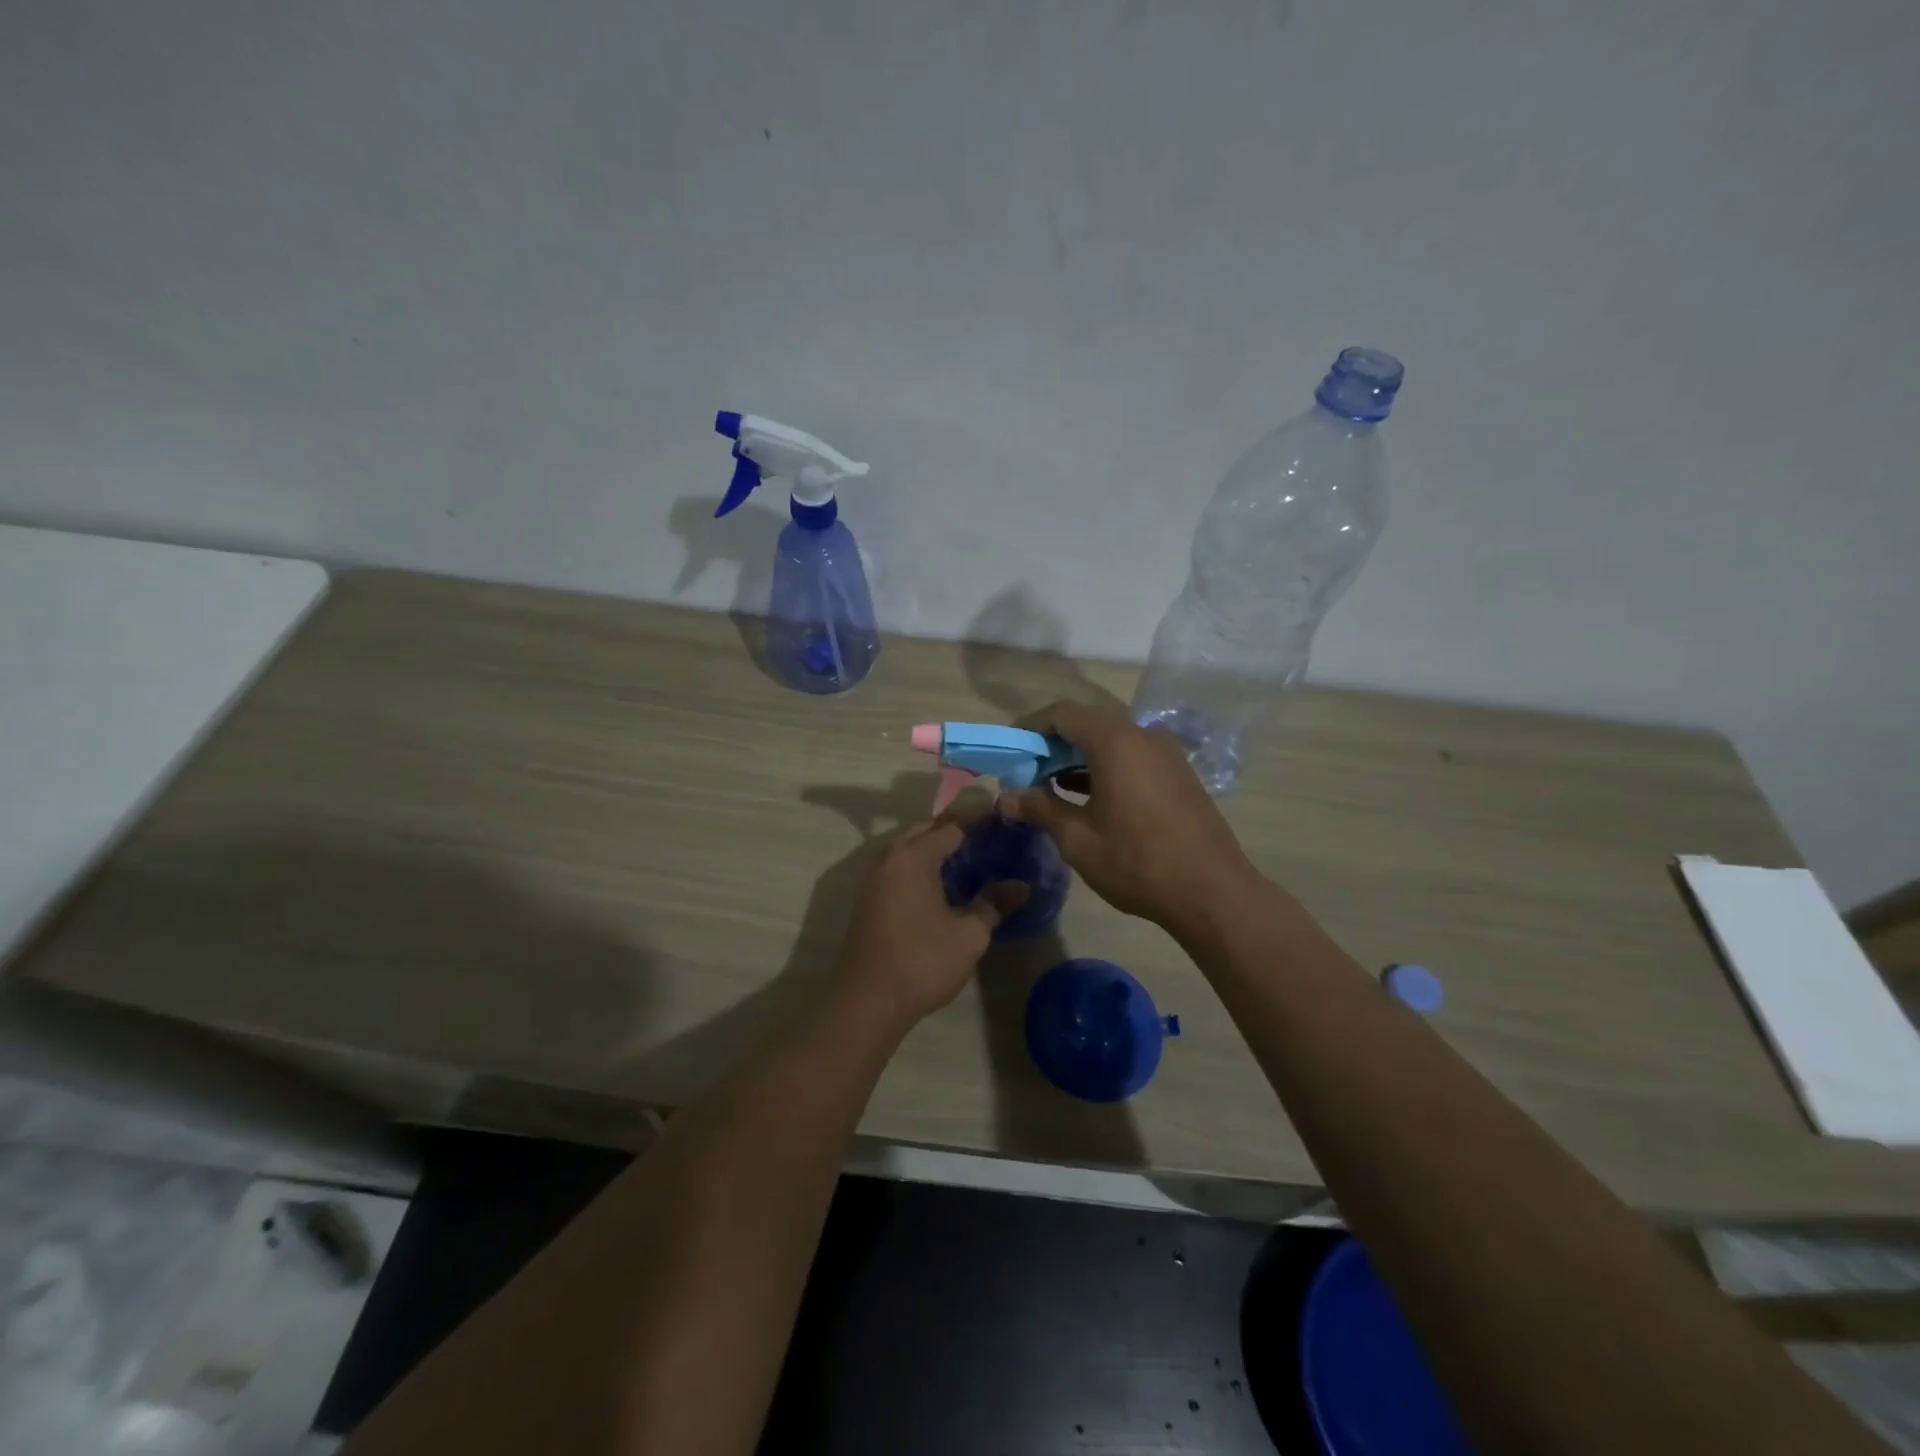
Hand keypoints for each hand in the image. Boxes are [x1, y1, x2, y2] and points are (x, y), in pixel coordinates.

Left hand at [832, 812, 1028, 1031]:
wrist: (866, 1002)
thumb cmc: (922, 962)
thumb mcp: (969, 935)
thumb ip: (994, 905)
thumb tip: (1021, 887)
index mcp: (913, 857)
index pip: (952, 825)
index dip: (979, 818)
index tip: (1002, 814)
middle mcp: (889, 858)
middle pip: (925, 829)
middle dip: (954, 827)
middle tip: (987, 834)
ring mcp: (873, 878)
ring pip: (908, 847)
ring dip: (935, 846)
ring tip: (969, 856)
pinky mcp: (868, 899)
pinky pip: (899, 867)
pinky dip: (921, 864)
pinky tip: (941, 882)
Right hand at [998, 700, 1258, 932]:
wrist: (1213, 893)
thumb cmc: (1137, 862)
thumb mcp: (1078, 839)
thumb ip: (1039, 808)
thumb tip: (1005, 797)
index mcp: (1116, 742)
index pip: (1063, 714)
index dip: (1031, 726)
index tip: (1010, 747)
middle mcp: (1143, 736)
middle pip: (1088, 724)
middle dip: (1053, 744)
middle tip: (1027, 772)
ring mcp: (1167, 755)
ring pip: (1112, 742)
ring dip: (1078, 758)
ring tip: (1051, 787)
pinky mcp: (1179, 775)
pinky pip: (1133, 757)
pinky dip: (1105, 768)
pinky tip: (1088, 797)